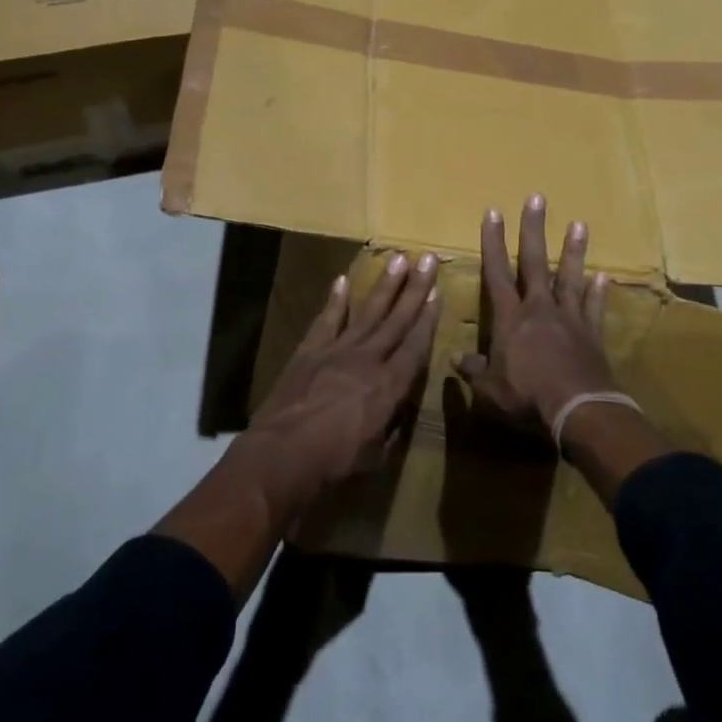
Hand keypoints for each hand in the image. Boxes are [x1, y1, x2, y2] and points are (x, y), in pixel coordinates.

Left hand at [241, 251, 441, 521]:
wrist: (283, 454)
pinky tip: (343, 280)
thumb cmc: (334, 463)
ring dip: (385, 285)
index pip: (415, 345)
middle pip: (397, 319)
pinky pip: (326, 320)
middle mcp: (368, 359)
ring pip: (367, 311)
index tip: (438, 291)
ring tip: (398, 258)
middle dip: (415, 287)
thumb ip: (389, 427)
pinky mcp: (310, 351)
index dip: (429, 318)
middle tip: (427, 258)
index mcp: (389, 386)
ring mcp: (337, 350)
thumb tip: (394, 412)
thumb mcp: (375, 455)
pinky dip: (335, 300)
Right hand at [458, 194, 614, 433]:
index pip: (497, 272)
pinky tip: (604, 276)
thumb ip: (474, 371)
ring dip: (574, 251)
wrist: (579, 412)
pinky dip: (598, 292)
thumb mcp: (490, 390)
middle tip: (537, 198)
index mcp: (510, 319)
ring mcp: (569, 319)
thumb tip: (455, 359)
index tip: (493, 212)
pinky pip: (594, 308)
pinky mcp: (592, 334)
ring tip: (579, 224)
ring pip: (570, 278)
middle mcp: (539, 309)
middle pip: (535, 262)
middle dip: (534, 230)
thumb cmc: (527, 398)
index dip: (493, 242)